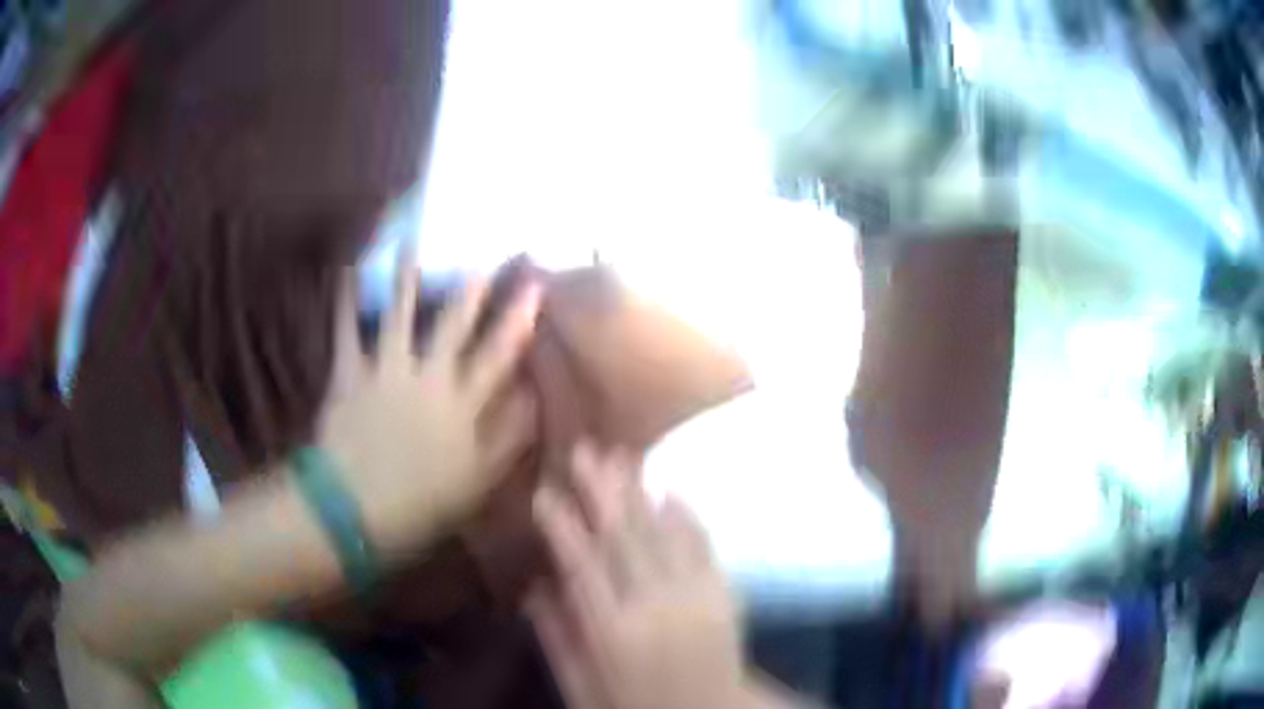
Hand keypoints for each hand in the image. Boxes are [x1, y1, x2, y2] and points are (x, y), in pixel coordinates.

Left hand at [317, 249, 540, 552]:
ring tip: (413, 243)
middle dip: (472, 288)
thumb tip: (534, 399)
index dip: (518, 318)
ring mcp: (386, 370)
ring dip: (406, 277)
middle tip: (484, 253)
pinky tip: (346, 270)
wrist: (353, 509)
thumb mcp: (477, 481)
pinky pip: (346, 331)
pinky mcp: (349, 374)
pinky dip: (345, 301)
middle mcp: (427, 377)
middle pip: (453, 324)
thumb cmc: (420, 502)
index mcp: (461, 405)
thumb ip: (508, 438)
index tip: (536, 286)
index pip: (498, 354)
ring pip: (399, 314)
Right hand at [528, 444, 744, 708]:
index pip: (581, 566)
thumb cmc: (638, 707)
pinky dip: (687, 517)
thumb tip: (534, 588)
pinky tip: (672, 491)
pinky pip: (703, 547)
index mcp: (612, 631)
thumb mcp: (583, 688)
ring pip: (661, 533)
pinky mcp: (723, 594)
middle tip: (583, 451)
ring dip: (639, 492)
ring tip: (621, 456)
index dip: (561, 526)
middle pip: (623, 538)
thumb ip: (557, 639)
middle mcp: (654, 605)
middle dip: (600, 491)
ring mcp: (694, 596)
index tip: (543, 493)